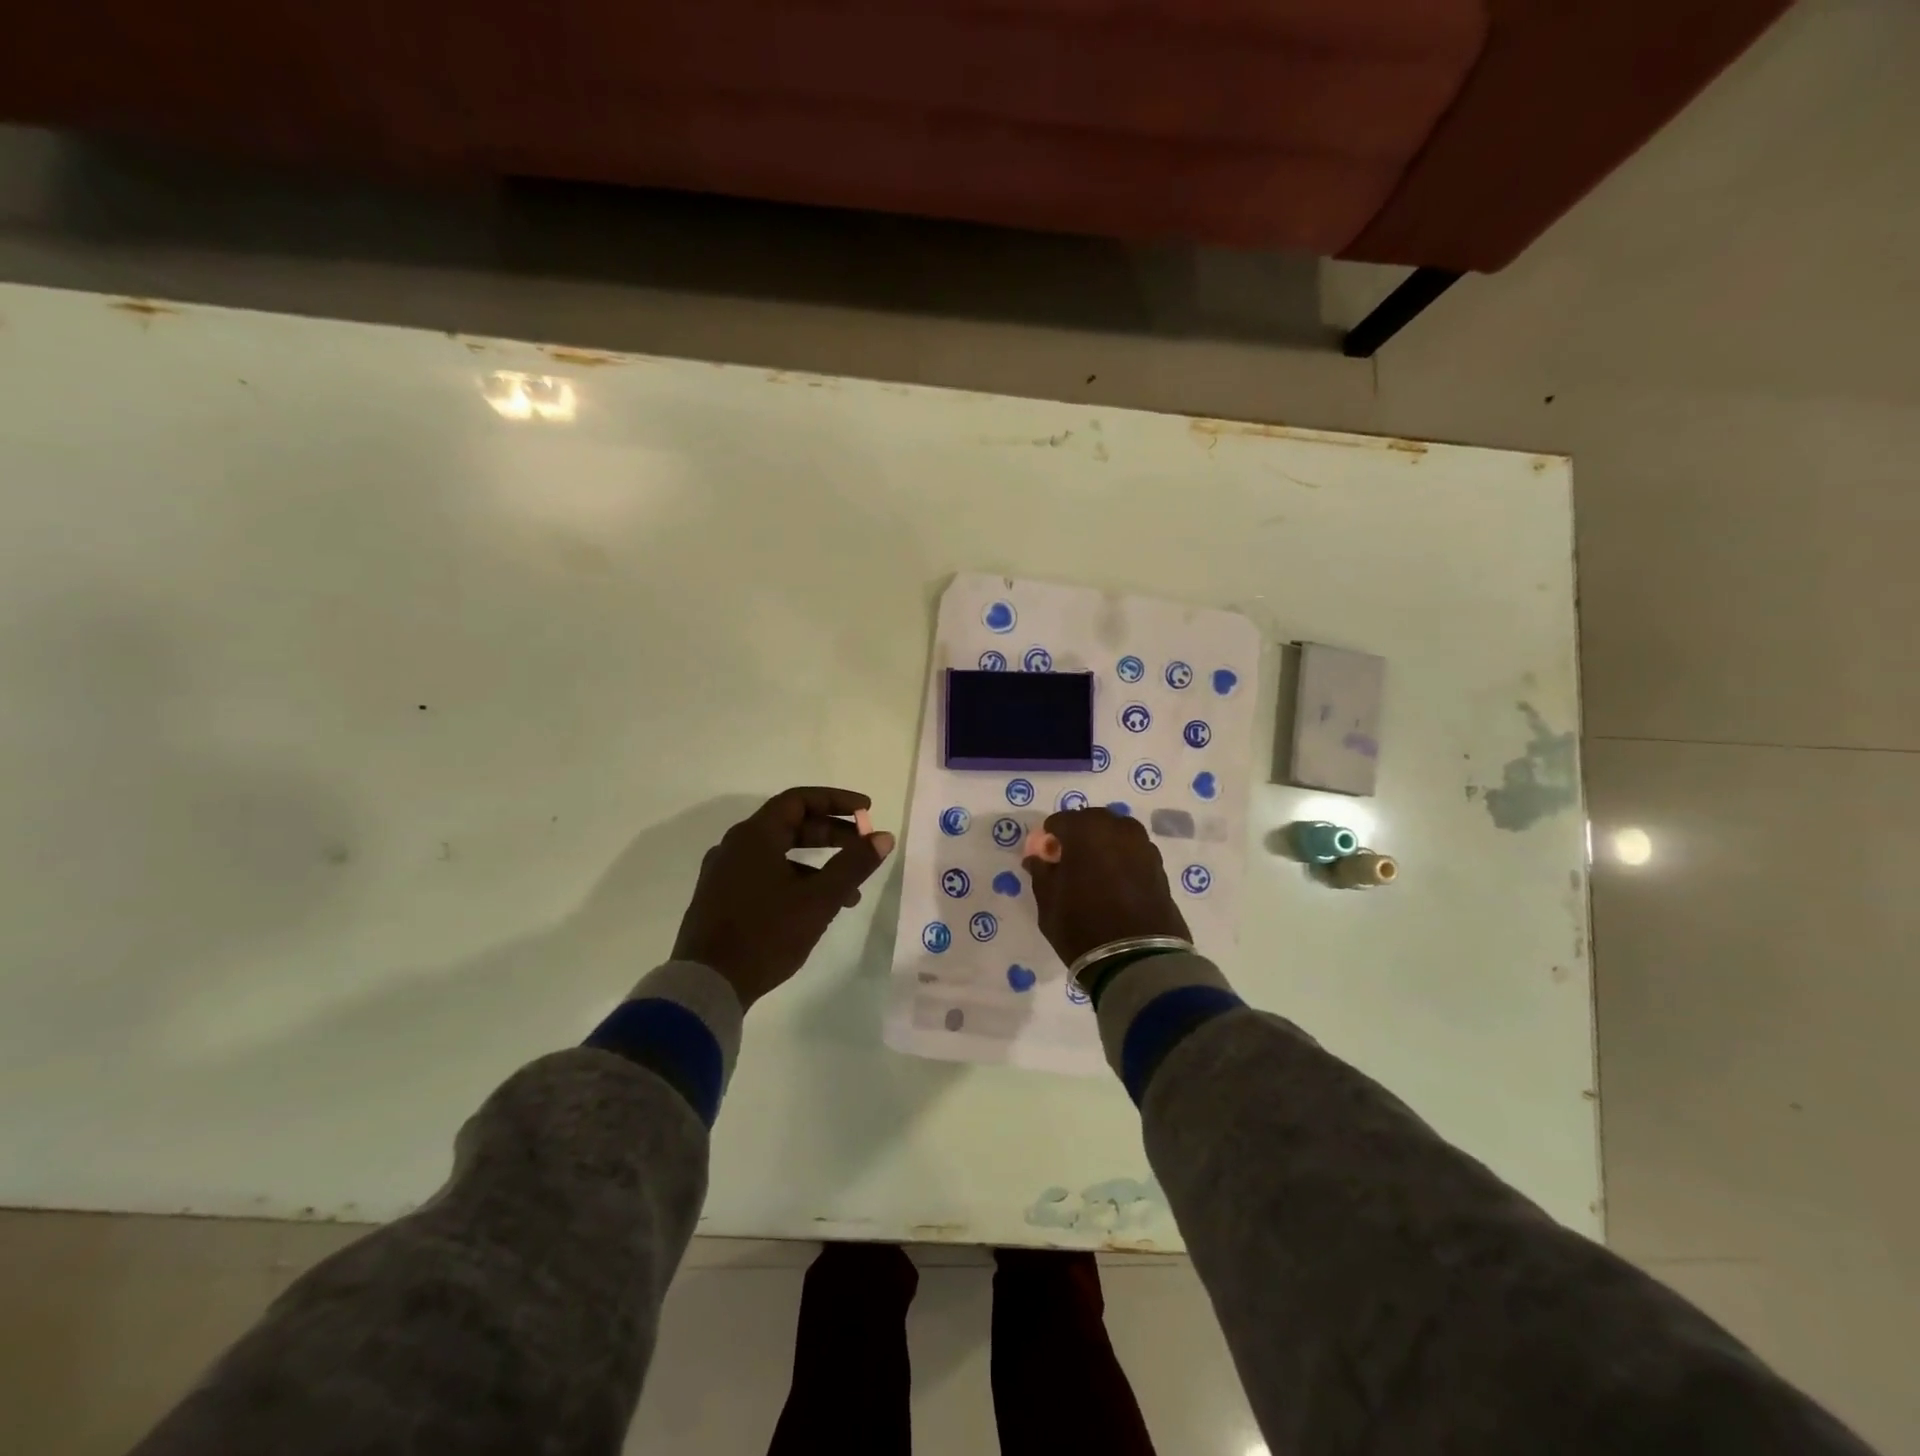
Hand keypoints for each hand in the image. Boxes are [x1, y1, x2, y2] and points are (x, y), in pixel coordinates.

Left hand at [672, 787, 894, 1009]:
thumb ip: (853, 865)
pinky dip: (796, 880)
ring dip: (818, 864)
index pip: (799, 800)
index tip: (866, 810)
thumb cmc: (766, 934)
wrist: (707, 985)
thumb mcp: (819, 899)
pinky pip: (765, 875)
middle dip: (832, 834)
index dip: (836, 801)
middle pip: (790, 825)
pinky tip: (816, 909)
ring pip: (780, 853)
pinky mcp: (721, 899)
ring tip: (850, 891)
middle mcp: (735, 846)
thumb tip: (883, 837)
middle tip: (863, 847)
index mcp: (754, 836)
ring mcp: (724, 873)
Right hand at [1022, 808, 1189, 968]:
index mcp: (1085, 830)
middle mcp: (1118, 829)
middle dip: (1079, 837)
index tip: (1047, 860)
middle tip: (1070, 864)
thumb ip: (1041, 873)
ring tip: (1095, 874)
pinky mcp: (1160, 866)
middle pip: (1091, 822)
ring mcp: (1143, 846)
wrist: (1137, 960)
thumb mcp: (1048, 902)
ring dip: (1103, 846)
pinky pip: (1133, 853)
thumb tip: (1038, 858)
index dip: (1050, 839)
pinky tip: (1116, 885)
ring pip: (1116, 835)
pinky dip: (1122, 861)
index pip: (1060, 821)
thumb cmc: (1082, 926)